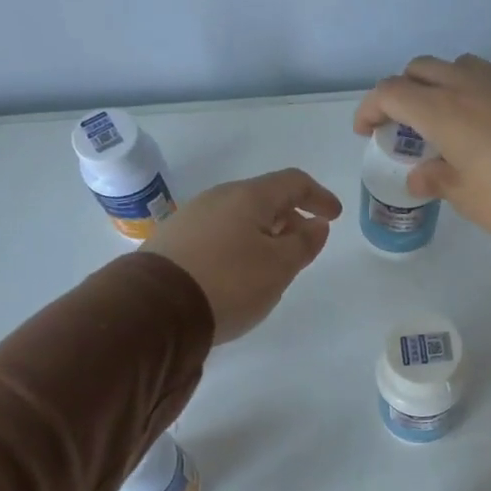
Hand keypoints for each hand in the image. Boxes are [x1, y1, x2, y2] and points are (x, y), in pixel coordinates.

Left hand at [143, 169, 341, 342]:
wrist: (156, 308)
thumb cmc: (230, 283)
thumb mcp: (279, 266)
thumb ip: (304, 243)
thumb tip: (317, 224)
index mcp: (248, 197)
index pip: (293, 182)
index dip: (318, 196)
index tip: (334, 216)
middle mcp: (217, 198)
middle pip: (264, 198)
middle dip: (290, 217)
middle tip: (305, 244)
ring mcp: (191, 218)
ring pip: (239, 217)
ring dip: (264, 233)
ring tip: (273, 263)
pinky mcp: (173, 242)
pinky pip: (219, 234)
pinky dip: (240, 244)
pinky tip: (239, 272)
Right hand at [352, 54, 490, 252]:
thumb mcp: (468, 198)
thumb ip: (437, 180)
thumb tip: (420, 174)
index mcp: (443, 110)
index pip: (392, 92)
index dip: (370, 108)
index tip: (366, 132)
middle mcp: (469, 85)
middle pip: (421, 68)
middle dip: (401, 90)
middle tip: (401, 125)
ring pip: (457, 65)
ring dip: (437, 84)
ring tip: (441, 121)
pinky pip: (486, 78)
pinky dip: (468, 91)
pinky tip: (479, 126)